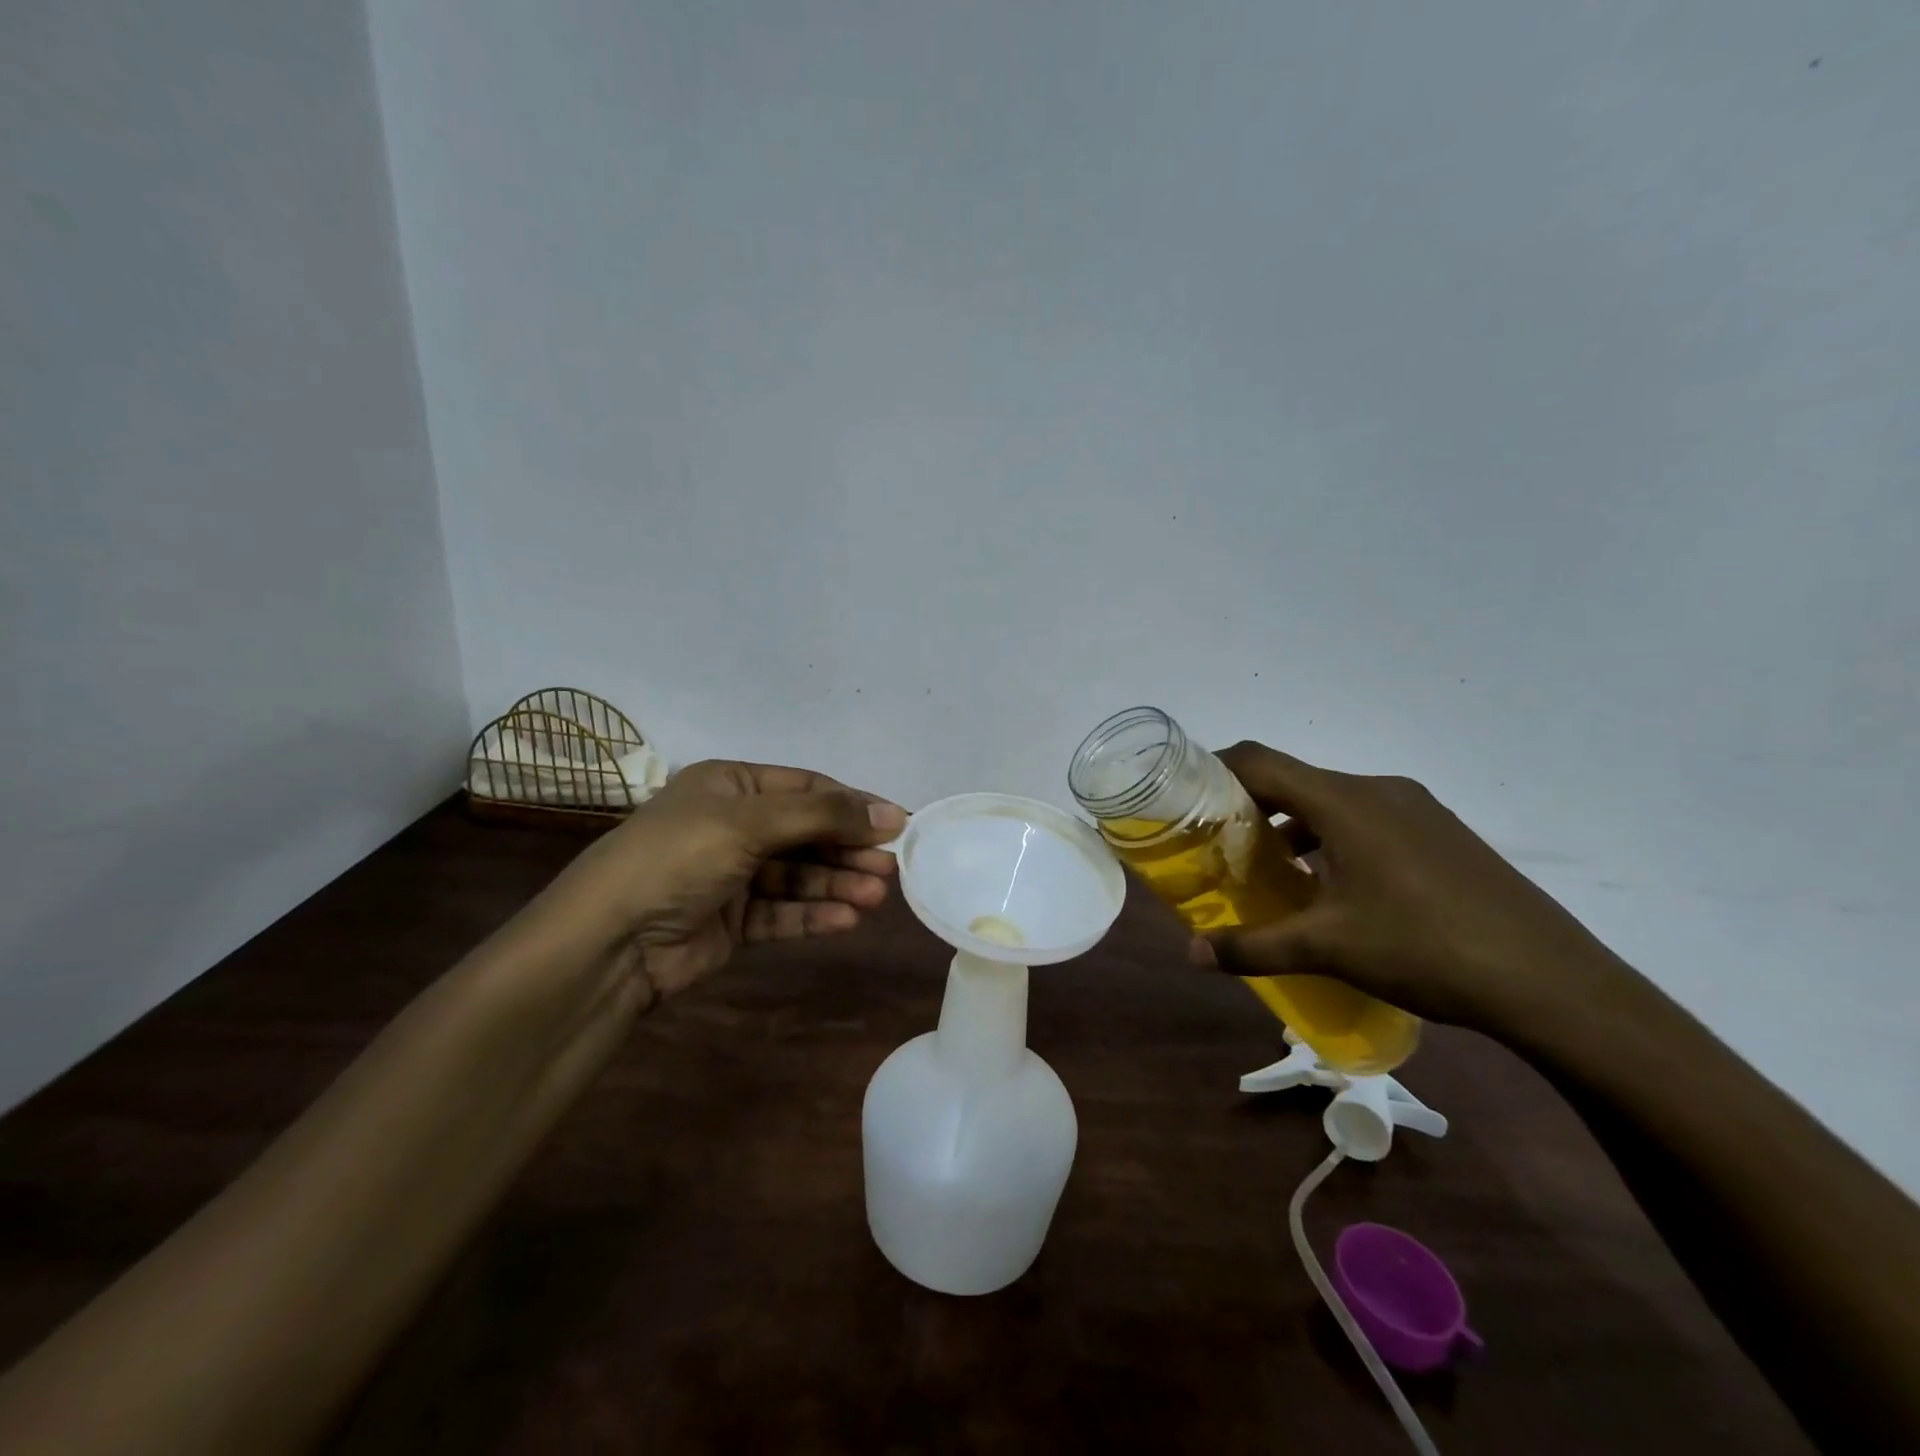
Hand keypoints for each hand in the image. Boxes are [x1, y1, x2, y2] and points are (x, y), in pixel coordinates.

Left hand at [552, 760, 905, 1002]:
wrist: (609, 941)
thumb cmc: (679, 858)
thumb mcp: (750, 823)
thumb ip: (823, 816)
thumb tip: (891, 813)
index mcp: (731, 786)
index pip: (807, 788)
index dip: (853, 805)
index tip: (898, 823)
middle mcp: (733, 825)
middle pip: (807, 833)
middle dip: (848, 849)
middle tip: (892, 867)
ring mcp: (732, 875)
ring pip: (799, 875)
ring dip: (837, 884)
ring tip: (876, 896)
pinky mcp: (732, 921)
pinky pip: (782, 912)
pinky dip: (813, 915)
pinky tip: (846, 919)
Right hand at [1198, 742, 1633, 1034]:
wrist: (1552, 981)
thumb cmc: (1425, 948)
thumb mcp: (1328, 948)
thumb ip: (1252, 946)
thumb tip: (1192, 955)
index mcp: (1345, 801)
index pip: (1260, 762)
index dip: (1215, 770)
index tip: (1185, 798)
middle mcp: (1378, 790)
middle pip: (1294, 779)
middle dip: (1249, 806)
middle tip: (1218, 844)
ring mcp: (1416, 809)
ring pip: (1331, 801)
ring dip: (1292, 825)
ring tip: (1269, 869)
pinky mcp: (1440, 834)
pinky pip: (1366, 819)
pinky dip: (1331, 838)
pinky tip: (1331, 887)